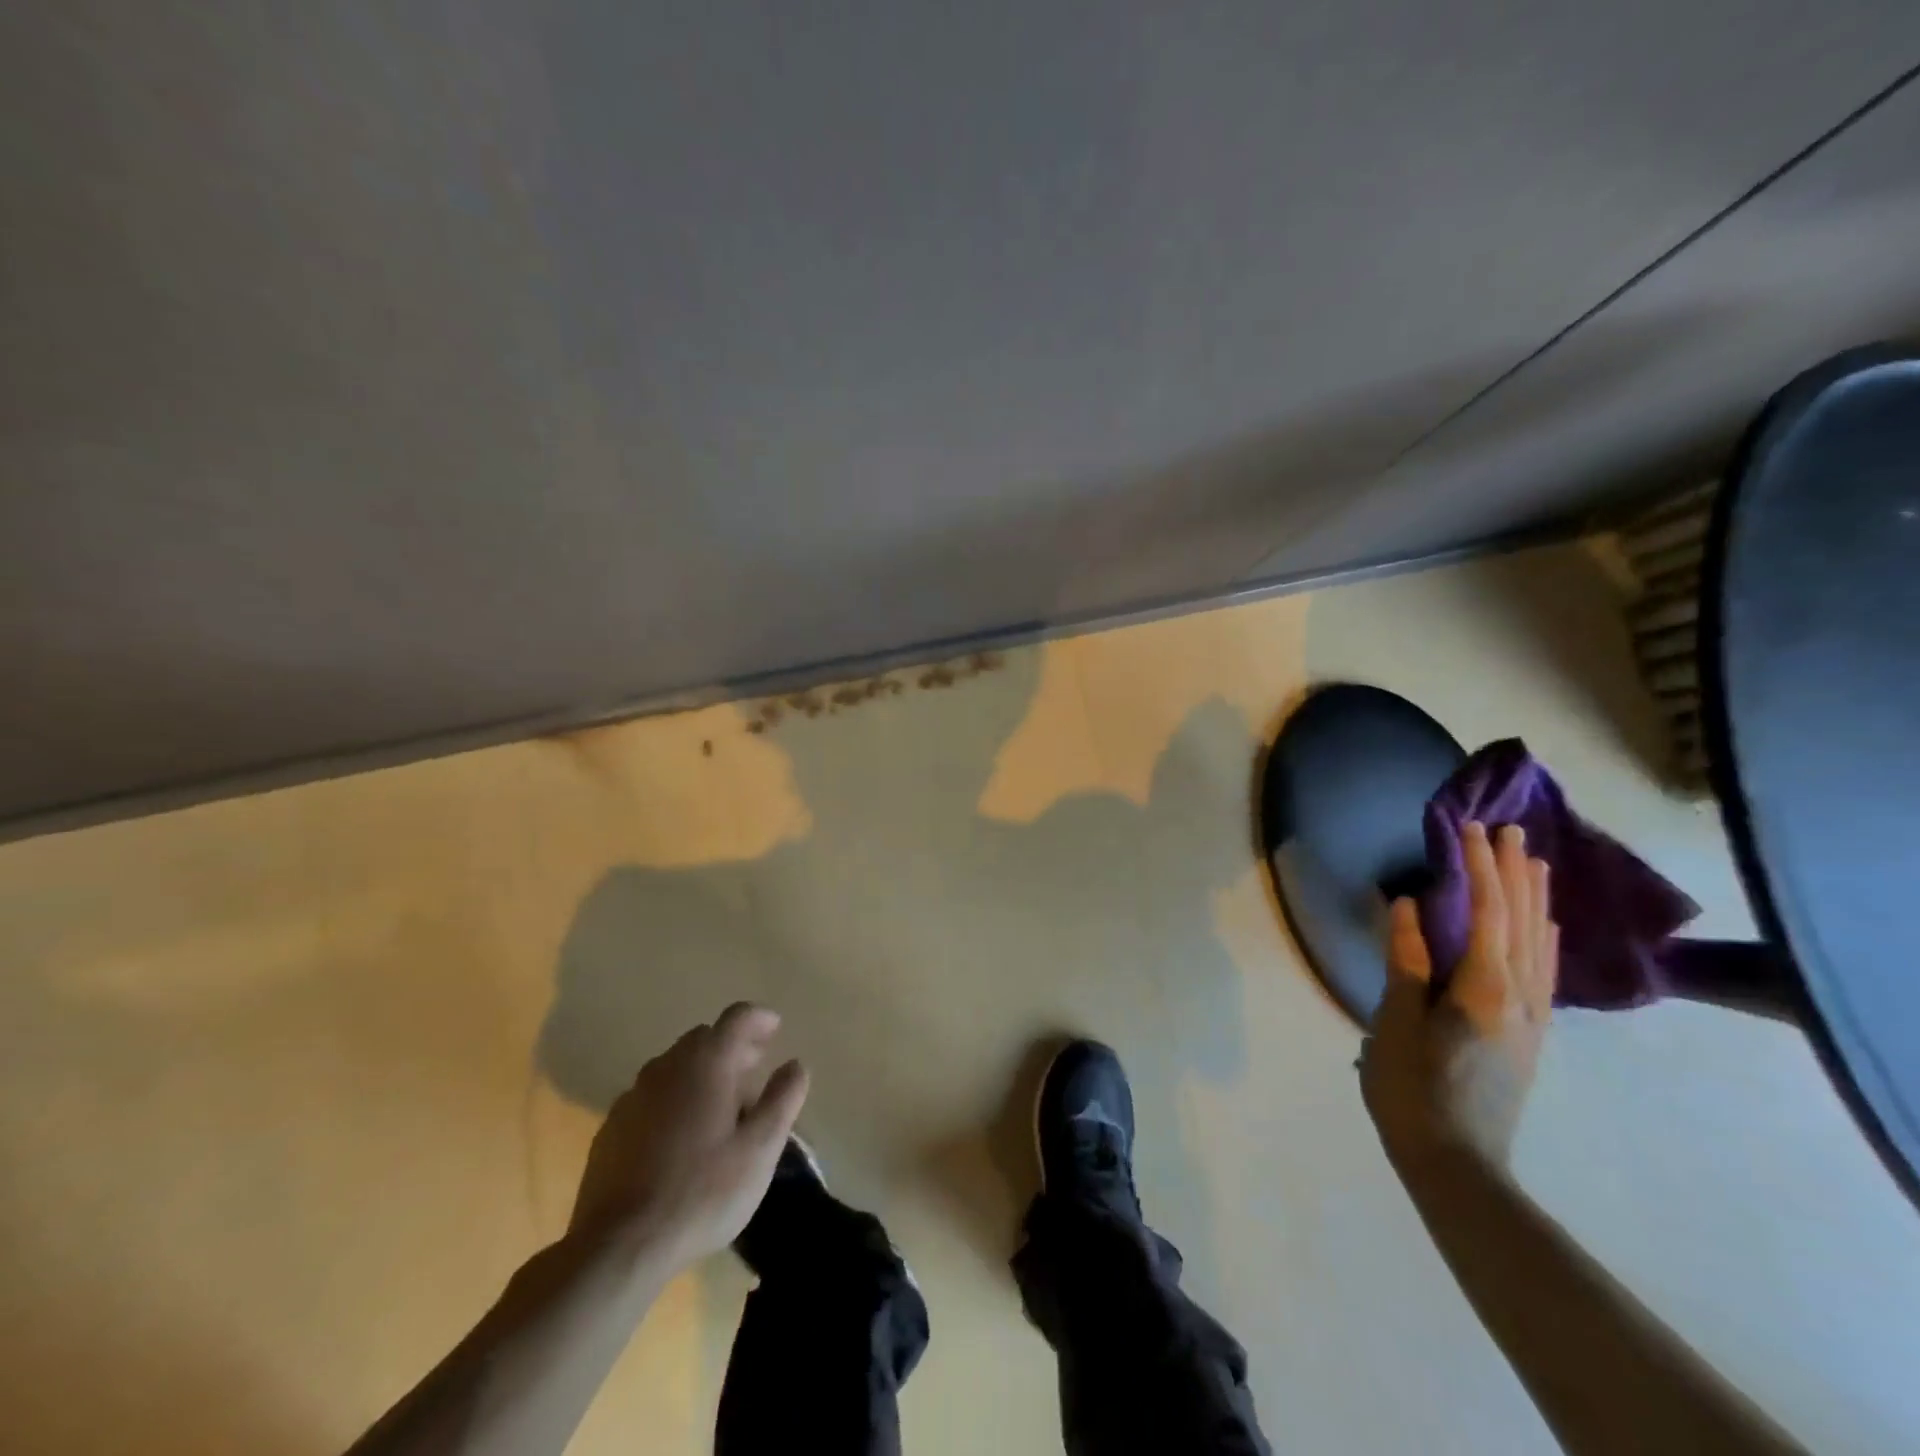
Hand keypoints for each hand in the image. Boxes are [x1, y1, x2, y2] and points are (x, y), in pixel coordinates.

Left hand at [568, 1003, 808, 1271]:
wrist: (618, 1247)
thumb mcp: (760, 1149)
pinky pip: (652, 1097)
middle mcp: (667, 1066)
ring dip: (702, 1073)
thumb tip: (795, 1065)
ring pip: (676, 1067)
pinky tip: (681, 1138)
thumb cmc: (702, 1192)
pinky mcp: (611, 1128)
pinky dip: (674, 1100)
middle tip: (754, 1071)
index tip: (776, 1029)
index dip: (760, 1019)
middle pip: (705, 1038)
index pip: (737, 1017)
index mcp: (706, 1062)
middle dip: (733, 1047)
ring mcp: (633, 1096)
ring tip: (721, 1107)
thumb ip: (782, 1099)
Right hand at [1362, 822, 1557, 1169]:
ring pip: (1540, 944)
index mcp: (1485, 990)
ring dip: (1535, 899)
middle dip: (1515, 873)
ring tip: (1533, 863)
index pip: (1488, 913)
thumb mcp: (1396, 1022)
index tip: (1471, 829)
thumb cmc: (1413, 1089)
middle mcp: (1521, 997)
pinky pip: (1543, 969)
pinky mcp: (1528, 1034)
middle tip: (1510, 831)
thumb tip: (1411, 906)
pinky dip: (1542, 936)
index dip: (1481, 868)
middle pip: (1524, 922)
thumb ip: (1407, 961)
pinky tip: (1542, 926)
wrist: (1458, 1164)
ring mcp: (1531, 1018)